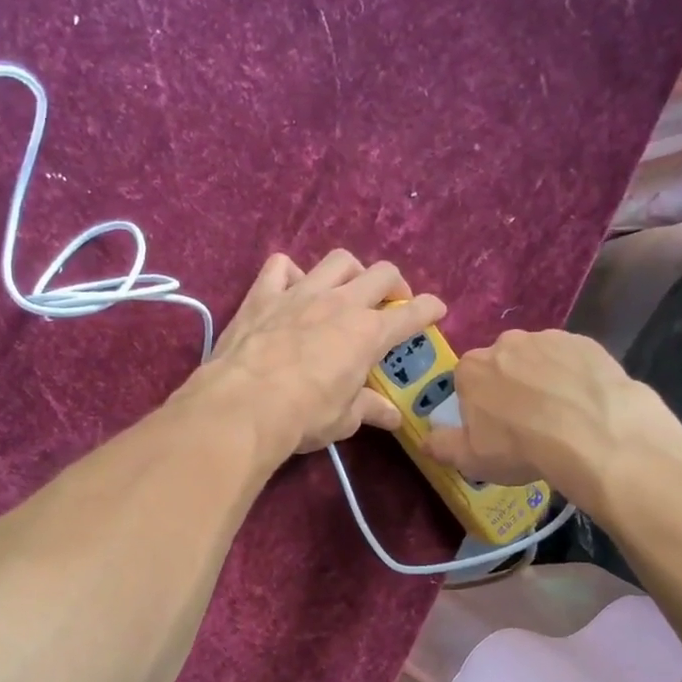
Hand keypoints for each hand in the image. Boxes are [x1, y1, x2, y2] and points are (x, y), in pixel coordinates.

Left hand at [193, 250, 445, 455]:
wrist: (244, 405)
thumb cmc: (303, 416)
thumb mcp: (344, 419)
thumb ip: (369, 410)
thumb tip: (393, 416)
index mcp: (368, 334)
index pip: (412, 314)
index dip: (430, 309)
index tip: (437, 309)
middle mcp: (340, 303)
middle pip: (381, 274)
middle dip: (394, 284)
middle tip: (391, 303)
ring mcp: (301, 293)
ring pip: (338, 261)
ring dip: (350, 271)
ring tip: (346, 289)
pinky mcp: (263, 294)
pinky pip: (280, 266)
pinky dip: (290, 273)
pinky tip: (290, 288)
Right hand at [421, 329, 668, 498]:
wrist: (593, 434)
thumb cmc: (521, 448)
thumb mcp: (471, 459)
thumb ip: (441, 446)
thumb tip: (425, 440)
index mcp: (472, 368)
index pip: (467, 381)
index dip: (479, 405)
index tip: (494, 428)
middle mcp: (506, 343)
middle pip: (502, 365)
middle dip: (510, 387)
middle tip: (528, 423)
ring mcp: (548, 339)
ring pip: (538, 359)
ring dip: (543, 379)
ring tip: (562, 415)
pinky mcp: (585, 342)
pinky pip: (572, 359)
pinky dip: (574, 376)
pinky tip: (585, 404)